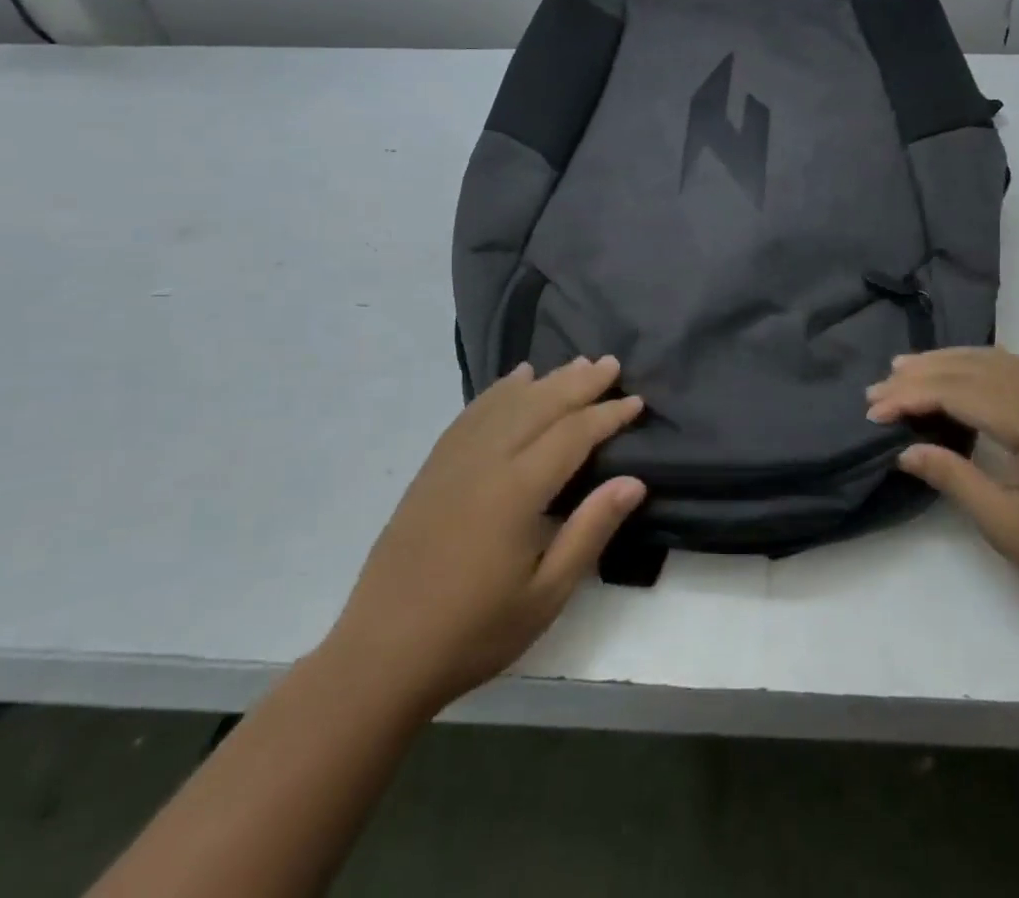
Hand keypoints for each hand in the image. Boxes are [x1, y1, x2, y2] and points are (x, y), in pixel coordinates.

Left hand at [326, 356, 646, 715]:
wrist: (382, 654)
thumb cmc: (474, 632)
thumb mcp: (546, 595)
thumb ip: (590, 531)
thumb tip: (634, 481)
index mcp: (517, 492)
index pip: (572, 434)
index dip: (607, 415)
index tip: (636, 401)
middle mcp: (486, 461)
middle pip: (540, 405)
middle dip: (580, 383)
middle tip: (612, 364)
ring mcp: (454, 460)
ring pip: (507, 403)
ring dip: (545, 380)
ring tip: (576, 364)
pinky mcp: (433, 468)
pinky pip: (472, 414)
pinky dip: (499, 390)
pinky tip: (514, 379)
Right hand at [867, 347, 1018, 624]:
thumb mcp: (1011, 528)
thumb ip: (955, 479)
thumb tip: (906, 450)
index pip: (955, 392)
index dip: (909, 397)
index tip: (873, 413)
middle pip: (970, 369)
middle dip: (919, 375)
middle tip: (876, 390)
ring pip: (991, 361)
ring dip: (945, 362)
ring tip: (905, 368)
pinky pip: (1013, 368)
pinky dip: (976, 363)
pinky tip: (962, 372)